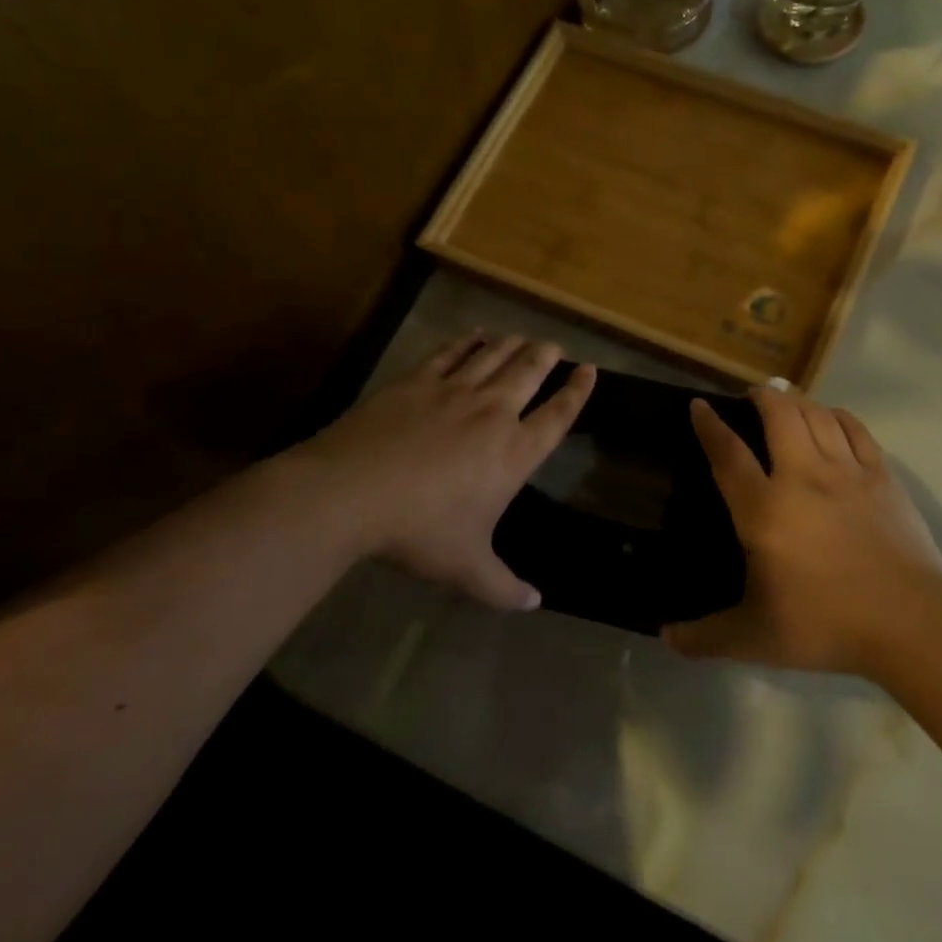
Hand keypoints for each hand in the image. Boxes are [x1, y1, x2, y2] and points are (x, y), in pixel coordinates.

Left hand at [301, 332, 593, 609]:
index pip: (558, 415)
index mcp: (513, 452)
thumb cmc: (418, 531)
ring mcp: (453, 391)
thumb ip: (504, 587)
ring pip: (494, 356)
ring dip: (513, 344)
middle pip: (530, 372)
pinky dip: (467, 342)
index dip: (578, 391)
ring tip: (523, 337)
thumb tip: (534, 605)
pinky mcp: (416, 381)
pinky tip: (475, 336)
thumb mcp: (466, 568)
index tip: (590, 370)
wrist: (351, 493)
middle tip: (555, 346)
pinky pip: (451, 353)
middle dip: (547, 356)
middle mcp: (492, 413)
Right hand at [664, 386, 941, 674]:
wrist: (910, 621)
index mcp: (764, 510)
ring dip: (798, 400)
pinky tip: (832, 417)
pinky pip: (856, 430)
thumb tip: (666, 638)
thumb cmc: (826, 625)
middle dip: (762, 397)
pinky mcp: (883, 477)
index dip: (710, 426)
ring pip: (818, 416)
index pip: (728, 455)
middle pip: (779, 416)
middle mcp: (802, 478)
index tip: (699, 405)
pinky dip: (838, 416)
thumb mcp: (755, 638)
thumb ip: (706, 637)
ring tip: (787, 397)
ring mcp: (847, 473)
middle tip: (752, 394)